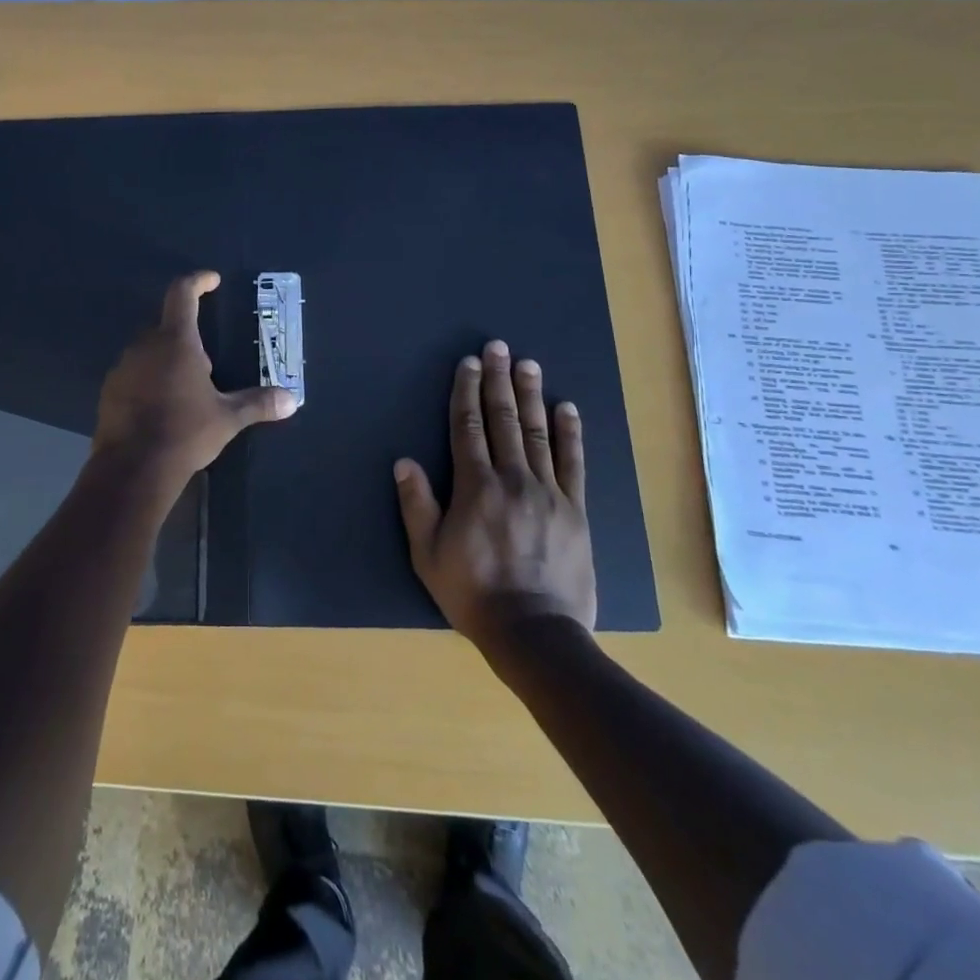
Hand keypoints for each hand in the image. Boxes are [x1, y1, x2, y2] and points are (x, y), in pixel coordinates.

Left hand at [94, 272, 297, 488]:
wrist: (133, 468)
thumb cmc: (185, 432)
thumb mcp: (227, 418)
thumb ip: (258, 403)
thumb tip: (292, 400)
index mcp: (176, 341)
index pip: (182, 293)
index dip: (198, 281)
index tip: (212, 281)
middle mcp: (144, 345)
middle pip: (165, 324)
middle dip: (185, 334)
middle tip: (206, 361)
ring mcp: (122, 367)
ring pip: (147, 350)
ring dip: (165, 358)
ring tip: (185, 387)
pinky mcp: (109, 390)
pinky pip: (132, 373)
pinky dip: (147, 379)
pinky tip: (161, 406)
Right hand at [395, 340, 596, 642]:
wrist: (535, 632)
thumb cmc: (472, 593)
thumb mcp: (428, 554)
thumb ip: (416, 505)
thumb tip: (404, 461)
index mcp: (475, 487)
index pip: (468, 427)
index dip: (466, 392)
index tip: (467, 364)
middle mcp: (513, 479)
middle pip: (503, 419)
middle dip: (498, 380)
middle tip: (498, 347)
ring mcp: (548, 492)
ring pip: (537, 433)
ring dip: (531, 395)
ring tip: (529, 364)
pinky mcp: (575, 509)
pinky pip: (573, 463)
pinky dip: (570, 433)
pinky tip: (567, 408)